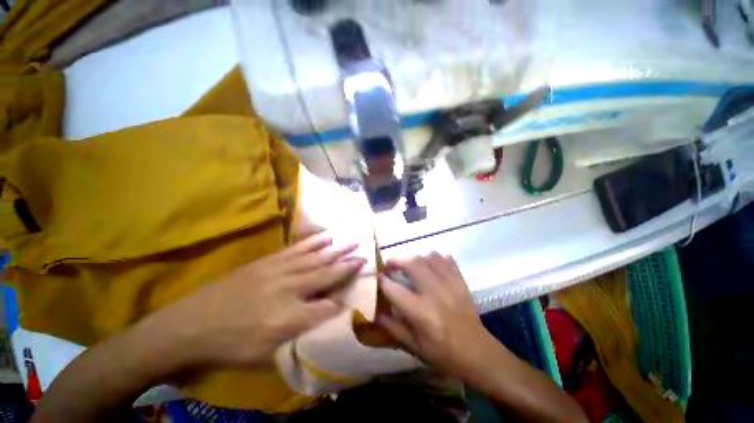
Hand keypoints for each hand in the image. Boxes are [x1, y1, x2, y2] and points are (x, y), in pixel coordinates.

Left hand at [137, 233, 365, 373]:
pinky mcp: (269, 261)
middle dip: (347, 266)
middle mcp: (288, 290)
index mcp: (288, 318)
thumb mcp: (264, 355)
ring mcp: (278, 271)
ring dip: (336, 249)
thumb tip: (323, 318)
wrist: (189, 325)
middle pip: (326, 275)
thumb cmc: (229, 346)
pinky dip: (314, 242)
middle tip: (364, 255)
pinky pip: (297, 249)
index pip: (327, 307)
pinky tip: (326, 236)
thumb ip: (298, 336)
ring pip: (315, 258)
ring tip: (352, 240)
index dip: (344, 299)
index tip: (358, 291)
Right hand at [377, 253, 501, 380]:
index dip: (382, 280)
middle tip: (391, 265)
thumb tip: (374, 312)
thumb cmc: (443, 354)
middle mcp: (435, 293)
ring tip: (410, 265)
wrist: (478, 354)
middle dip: (397, 260)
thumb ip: (392, 327)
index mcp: (421, 313)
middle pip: (413, 263)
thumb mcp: (413, 346)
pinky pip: (446, 259)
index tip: (376, 276)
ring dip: (416, 258)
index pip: (394, 290)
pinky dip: (435, 258)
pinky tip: (430, 266)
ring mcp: (450, 284)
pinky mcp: (461, 281)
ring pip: (430, 257)